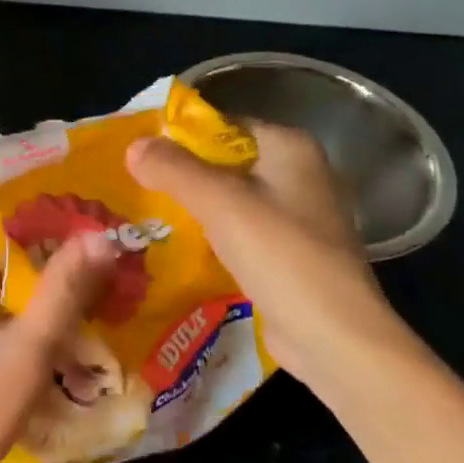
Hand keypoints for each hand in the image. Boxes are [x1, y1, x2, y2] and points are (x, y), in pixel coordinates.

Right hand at [125, 120, 414, 394]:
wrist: (331, 336)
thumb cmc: (280, 255)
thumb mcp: (220, 203)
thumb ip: (174, 170)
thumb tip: (133, 145)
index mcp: (291, 149)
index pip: (225, 126)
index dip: (180, 135)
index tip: (138, 150)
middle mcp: (298, 177)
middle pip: (225, 164)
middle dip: (180, 174)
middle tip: (131, 183)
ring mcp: (295, 220)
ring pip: (229, 202)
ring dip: (191, 208)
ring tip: (142, 214)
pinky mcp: (287, 257)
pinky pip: (237, 235)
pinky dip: (208, 238)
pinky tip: (173, 248)